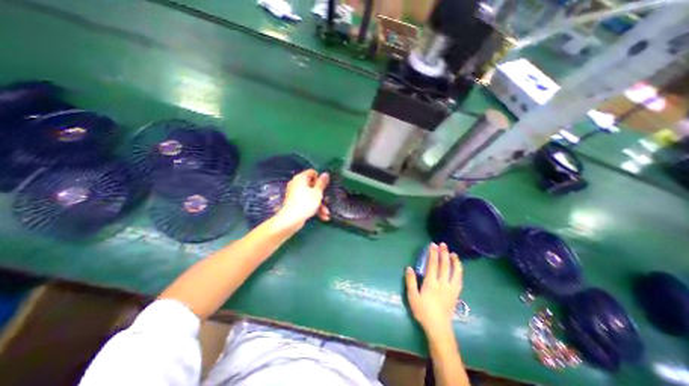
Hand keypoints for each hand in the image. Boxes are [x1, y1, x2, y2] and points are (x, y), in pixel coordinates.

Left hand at [275, 169, 331, 228]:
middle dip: (322, 196)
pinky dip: (314, 208)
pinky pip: (306, 202)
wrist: (291, 219)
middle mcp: (297, 184)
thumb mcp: (317, 192)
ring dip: (320, 205)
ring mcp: (295, 194)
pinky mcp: (295, 203)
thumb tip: (325, 173)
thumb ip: (322, 183)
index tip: (324, 187)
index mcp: (301, 178)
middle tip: (327, 201)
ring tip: (326, 213)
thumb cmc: (305, 203)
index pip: (313, 173)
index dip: (320, 180)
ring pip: (311, 196)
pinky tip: (322, 216)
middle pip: (313, 186)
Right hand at [405, 244, 461, 337]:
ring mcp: (451, 289)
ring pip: (455, 272)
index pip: (433, 265)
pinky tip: (458, 268)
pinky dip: (459, 271)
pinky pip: (459, 280)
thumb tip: (409, 268)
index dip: (433, 254)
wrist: (438, 327)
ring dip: (454, 261)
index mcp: (431, 283)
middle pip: (444, 266)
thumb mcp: (412, 297)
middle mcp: (442, 284)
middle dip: (443, 253)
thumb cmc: (423, 311)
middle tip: (443, 244)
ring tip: (453, 253)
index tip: (432, 245)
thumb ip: (410, 281)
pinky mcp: (456, 294)